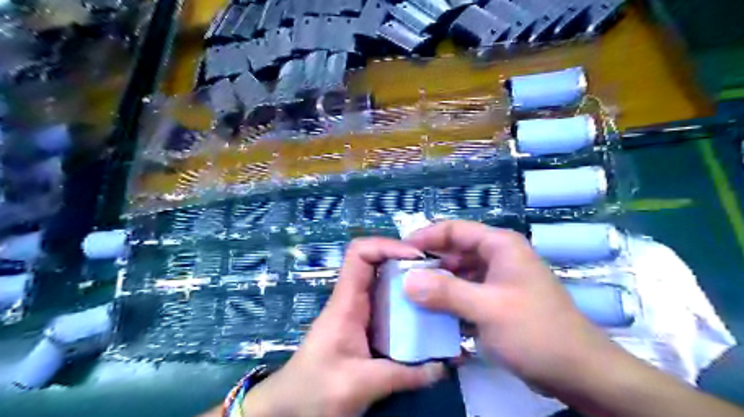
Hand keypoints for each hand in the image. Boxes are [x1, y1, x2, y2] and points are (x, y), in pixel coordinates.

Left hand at [241, 238, 443, 416]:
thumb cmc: (314, 390)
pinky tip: (427, 321)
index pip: (360, 253)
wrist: (289, 407)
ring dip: (411, 285)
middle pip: (379, 264)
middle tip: (438, 276)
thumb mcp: (359, 384)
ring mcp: (360, 313)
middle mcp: (353, 300)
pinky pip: (389, 307)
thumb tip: (442, 366)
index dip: (387, 246)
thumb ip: (403, 375)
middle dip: (408, 264)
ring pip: (386, 284)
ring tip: (440, 295)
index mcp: (346, 302)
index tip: (418, 258)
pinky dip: (408, 307)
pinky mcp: (365, 328)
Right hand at [401, 220, 622, 394]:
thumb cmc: (536, 331)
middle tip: (400, 277)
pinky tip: (432, 313)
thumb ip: (446, 292)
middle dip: (429, 262)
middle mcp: (498, 257)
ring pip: (459, 273)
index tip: (400, 251)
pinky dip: (450, 300)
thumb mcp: (487, 308)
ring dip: (437, 283)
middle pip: (455, 251)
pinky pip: (466, 293)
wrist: (578, 372)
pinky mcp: (497, 301)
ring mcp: (498, 280)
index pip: (454, 229)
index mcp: (499, 246)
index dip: (426, 236)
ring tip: (411, 296)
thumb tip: (407, 280)